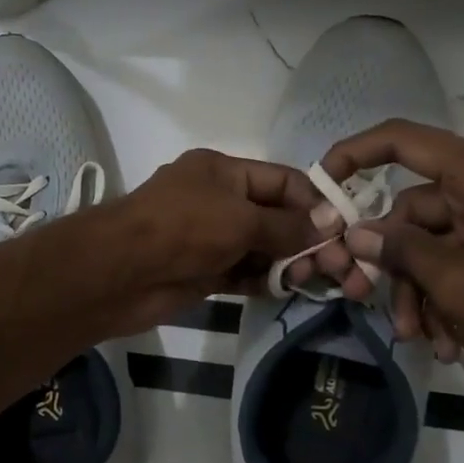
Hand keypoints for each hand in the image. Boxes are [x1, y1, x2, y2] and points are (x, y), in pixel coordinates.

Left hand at [66, 149, 324, 336]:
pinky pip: (242, 272)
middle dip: (305, 238)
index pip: (281, 180)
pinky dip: (264, 280)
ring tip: (315, 281)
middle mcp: (216, 200)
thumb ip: (287, 224)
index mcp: (222, 171)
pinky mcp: (202, 271)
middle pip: (273, 215)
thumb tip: (329, 223)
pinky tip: (288, 290)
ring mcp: (208, 237)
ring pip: (259, 247)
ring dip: (287, 262)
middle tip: (337, 266)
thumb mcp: (240, 218)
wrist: (120, 272)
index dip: (313, 202)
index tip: (343, 228)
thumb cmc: (183, 229)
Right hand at [293, 120, 463, 379]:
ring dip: (419, 289)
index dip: (355, 153)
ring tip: (420, 336)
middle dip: (394, 262)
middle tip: (369, 299)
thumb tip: (358, 234)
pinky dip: (447, 294)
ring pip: (433, 242)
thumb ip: (399, 250)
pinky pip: (460, 258)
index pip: (403, 140)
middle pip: (414, 209)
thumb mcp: (454, 282)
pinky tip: (447, 339)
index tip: (323, 182)